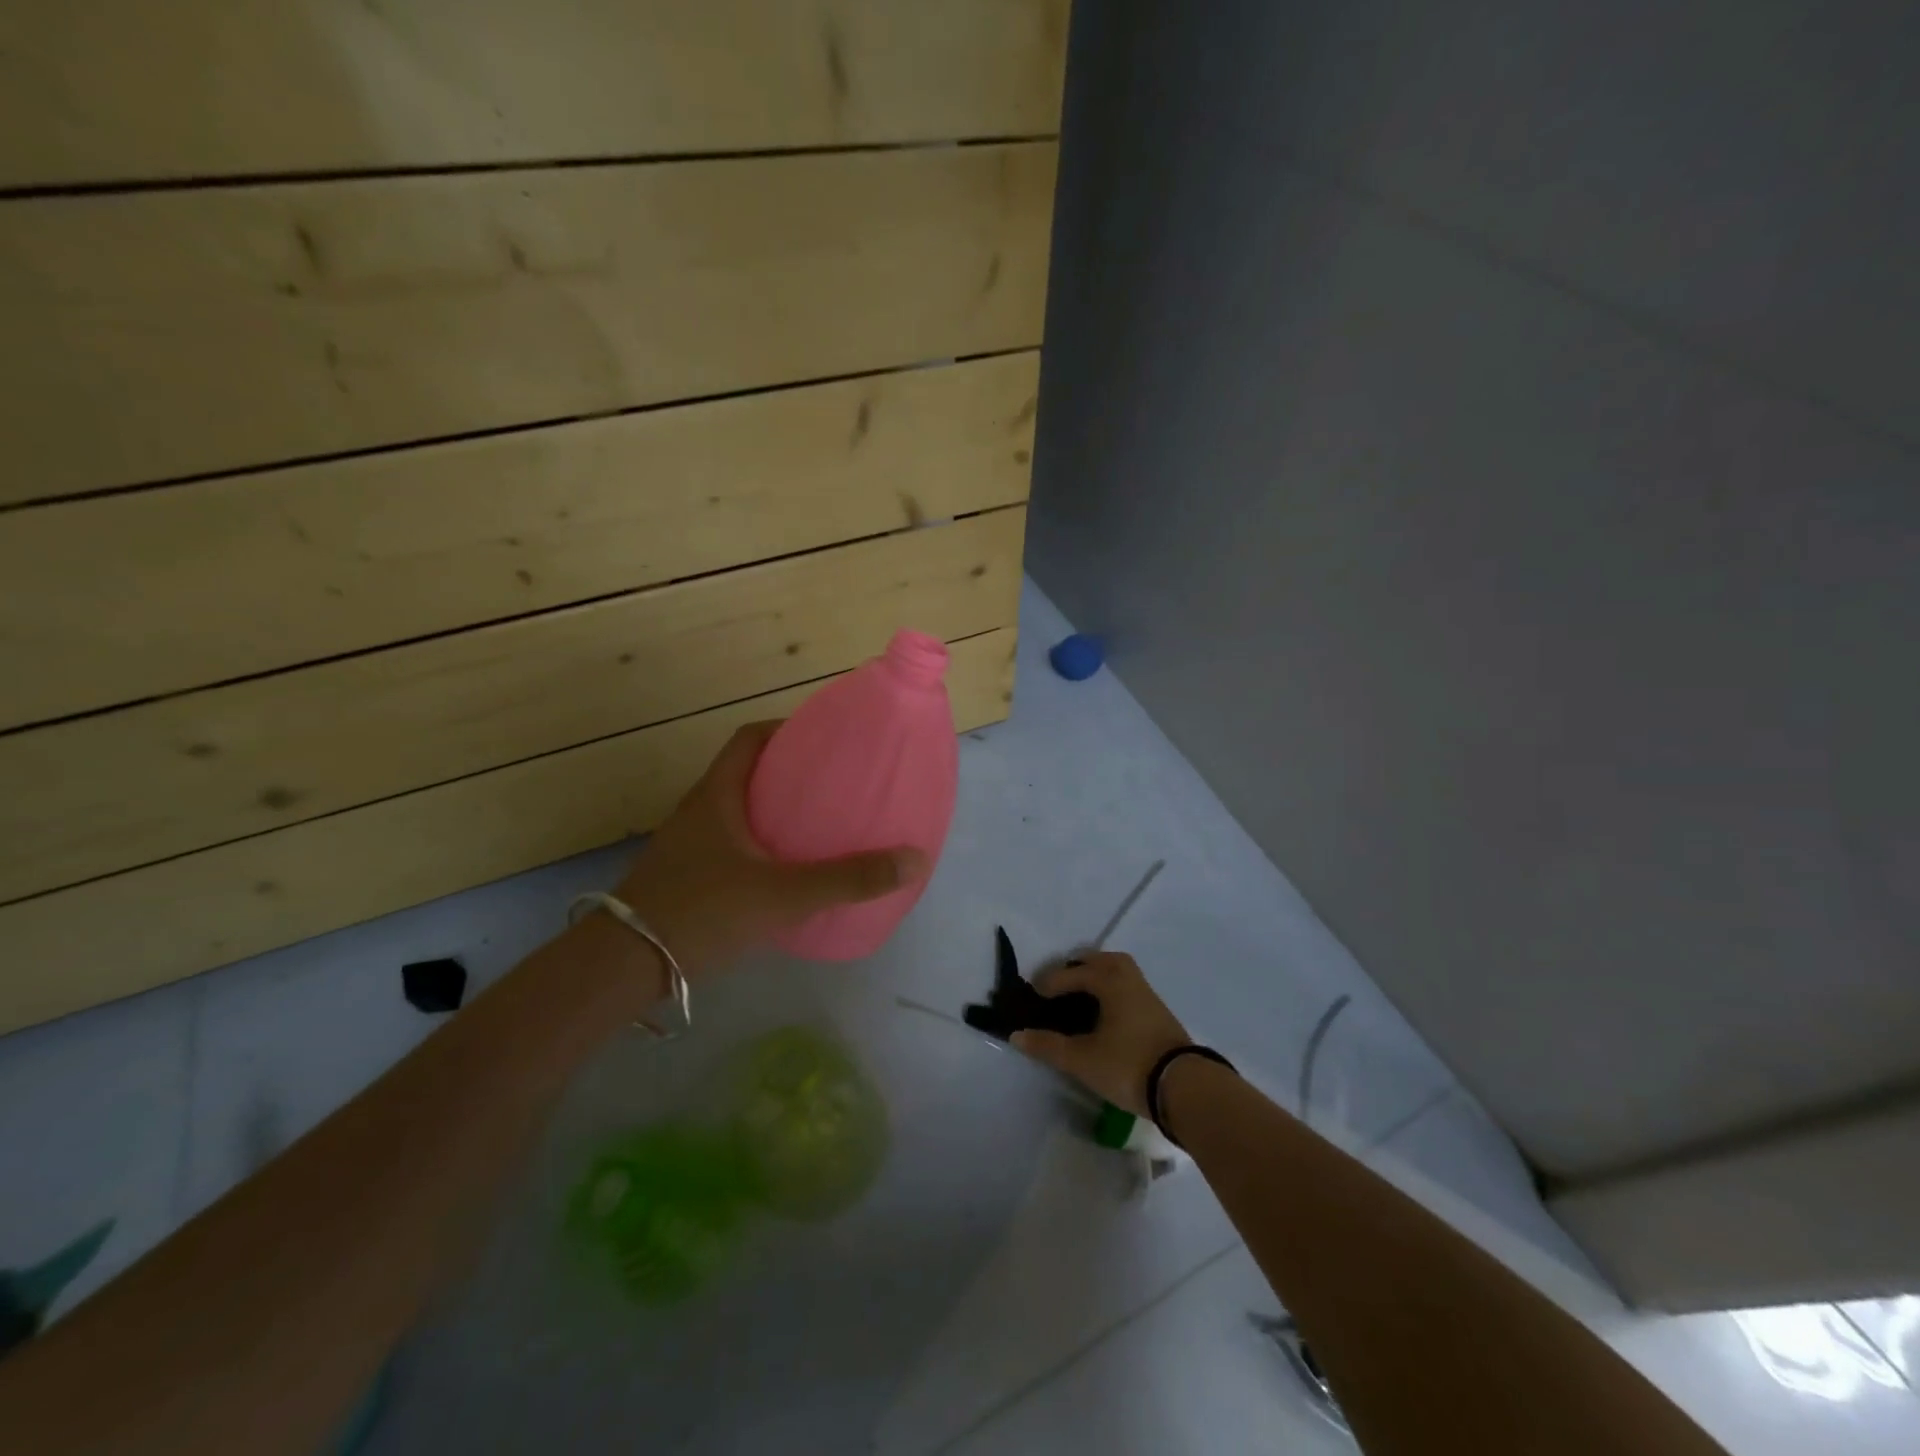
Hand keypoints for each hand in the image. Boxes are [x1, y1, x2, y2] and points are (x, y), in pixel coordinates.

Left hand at [613, 721, 927, 976]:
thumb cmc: (702, 911)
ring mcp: (688, 845)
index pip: (750, 738)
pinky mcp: (686, 876)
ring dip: (774, 811)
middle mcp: (700, 810)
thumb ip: (847, 879)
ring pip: (738, 811)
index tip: (824, 738)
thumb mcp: (783, 894)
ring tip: (818, 825)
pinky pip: (730, 844)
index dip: (786, 729)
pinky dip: (760, 846)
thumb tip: (912, 859)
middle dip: (789, 772)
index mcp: (717, 795)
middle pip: (746, 772)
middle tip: (833, 784)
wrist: (624, 966)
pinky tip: (785, 873)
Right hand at [1011, 952, 1190, 1115]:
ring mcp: (1146, 992)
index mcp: (1109, 979)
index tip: (1032, 997)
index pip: (1070, 973)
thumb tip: (1016, 1034)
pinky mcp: (1157, 1010)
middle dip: (1074, 970)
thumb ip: (1048, 1045)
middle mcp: (1128, 976)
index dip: (1048, 983)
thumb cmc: (1128, 1065)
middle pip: (1097, 961)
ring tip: (1078, 998)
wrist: (1185, 1086)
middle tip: (1056, 989)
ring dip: (1095, 978)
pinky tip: (1103, 1013)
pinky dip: (1109, 990)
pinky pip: (1125, 986)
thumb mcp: (1082, 1059)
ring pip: (1115, 971)